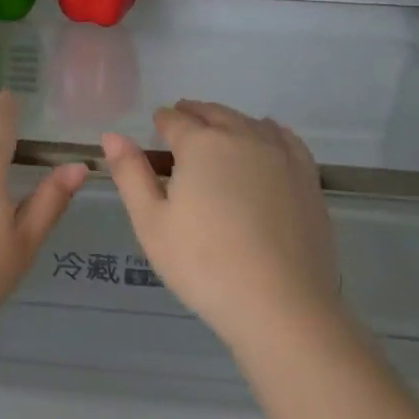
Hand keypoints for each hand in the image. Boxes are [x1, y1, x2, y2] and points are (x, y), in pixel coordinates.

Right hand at [101, 100, 339, 350]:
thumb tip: (112, 135)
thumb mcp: (151, 222)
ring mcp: (280, 155)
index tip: (156, 128)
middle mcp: (242, 137)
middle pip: (213, 113)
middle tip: (181, 123)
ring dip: (228, 121)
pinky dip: (267, 131)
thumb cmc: (204, 265)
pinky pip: (285, 138)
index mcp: (201, 144)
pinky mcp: (307, 177)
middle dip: (193, 115)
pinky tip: (264, 140)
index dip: (162, 121)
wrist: (281, 305)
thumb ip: (130, 173)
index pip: (175, 120)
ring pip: (248, 122)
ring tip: (217, 133)